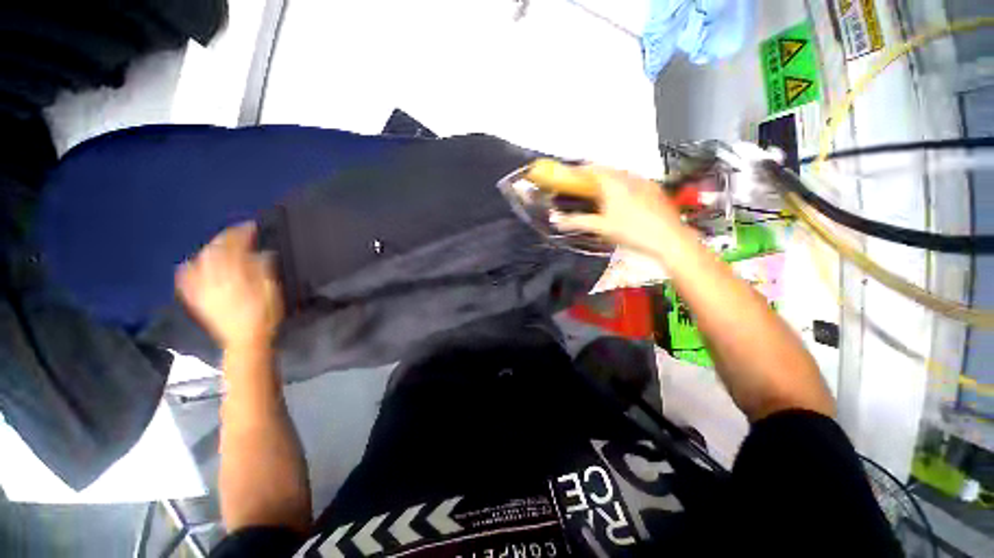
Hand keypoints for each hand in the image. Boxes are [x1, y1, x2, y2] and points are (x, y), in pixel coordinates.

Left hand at [176, 222, 282, 351]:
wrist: (247, 340)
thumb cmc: (266, 314)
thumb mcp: (272, 290)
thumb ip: (264, 269)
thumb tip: (261, 252)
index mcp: (236, 274)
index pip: (235, 246)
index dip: (243, 233)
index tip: (253, 227)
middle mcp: (215, 277)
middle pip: (215, 251)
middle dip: (225, 238)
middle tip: (237, 233)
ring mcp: (204, 288)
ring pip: (201, 261)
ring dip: (209, 249)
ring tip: (219, 245)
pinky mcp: (199, 299)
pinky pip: (187, 281)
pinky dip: (188, 269)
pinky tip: (190, 264)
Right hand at [551, 165, 683, 256]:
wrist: (669, 239)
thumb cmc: (633, 231)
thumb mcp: (601, 227)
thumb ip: (577, 222)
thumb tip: (557, 220)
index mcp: (613, 182)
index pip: (591, 168)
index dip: (577, 170)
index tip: (568, 175)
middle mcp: (629, 176)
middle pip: (606, 170)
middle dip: (592, 176)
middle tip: (582, 187)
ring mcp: (644, 181)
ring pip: (620, 175)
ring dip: (607, 180)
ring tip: (600, 193)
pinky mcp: (654, 189)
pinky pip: (633, 181)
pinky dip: (622, 185)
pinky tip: (622, 200)